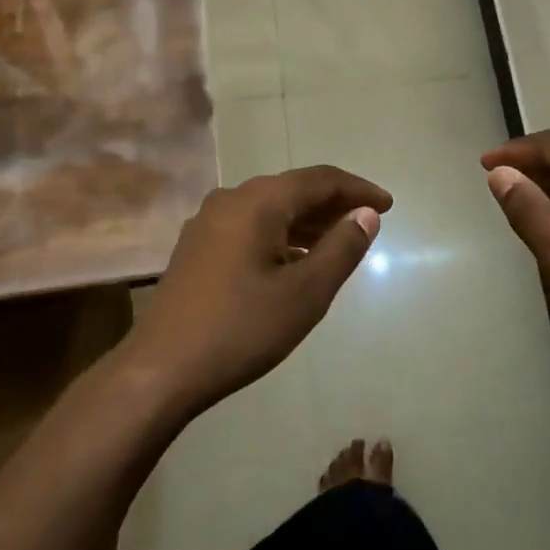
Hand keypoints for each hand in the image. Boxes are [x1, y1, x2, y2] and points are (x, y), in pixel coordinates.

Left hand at [123, 165, 391, 416]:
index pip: (320, 180)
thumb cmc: (241, 329)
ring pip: (270, 208)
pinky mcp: (197, 246)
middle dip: (333, 204)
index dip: (358, 189)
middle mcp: (230, 199)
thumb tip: (366, 214)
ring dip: (307, 221)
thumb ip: (341, 248)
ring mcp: (208, 222)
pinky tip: (295, 260)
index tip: (387, 205)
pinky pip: (250, 226)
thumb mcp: (305, 293)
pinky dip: (280, 235)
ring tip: (339, 242)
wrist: (161, 370)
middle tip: (367, 223)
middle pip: (293, 190)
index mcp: (258, 202)